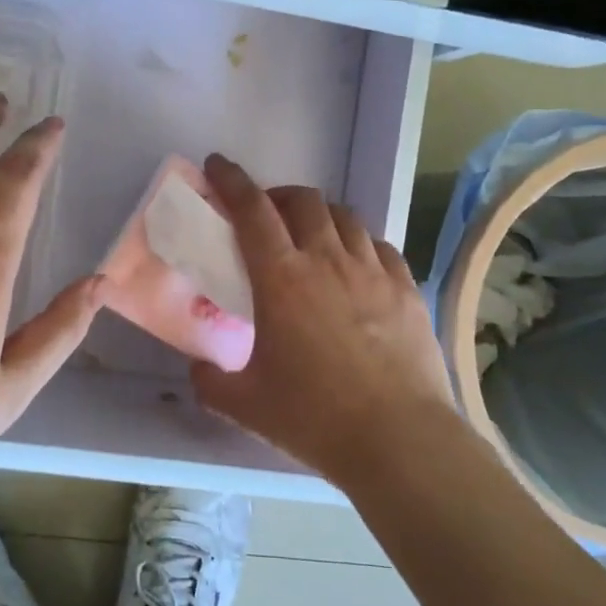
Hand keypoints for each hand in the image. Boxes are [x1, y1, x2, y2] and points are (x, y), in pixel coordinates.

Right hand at [191, 154, 459, 491]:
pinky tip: (355, 265)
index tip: (218, 165)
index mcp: (281, 278)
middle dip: (277, 195)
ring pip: (344, 216)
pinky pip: (380, 246)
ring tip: (310, 236)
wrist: (398, 439)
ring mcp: (372, 271)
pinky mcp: (406, 289)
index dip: (232, 180)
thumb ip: (209, 381)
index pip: (251, 210)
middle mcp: (327, 260)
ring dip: (319, 215)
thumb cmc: (313, 417)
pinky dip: (359, 243)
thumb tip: (199, 369)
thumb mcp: (244, 405)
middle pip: (302, 200)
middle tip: (265, 216)